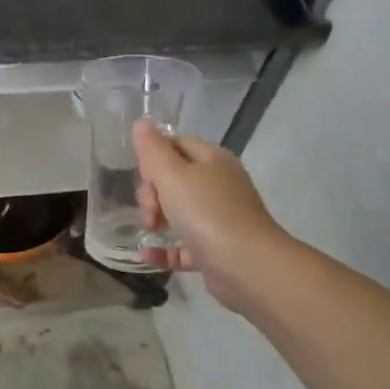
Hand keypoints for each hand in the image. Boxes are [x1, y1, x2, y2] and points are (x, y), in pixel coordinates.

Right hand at [132, 121, 284, 307]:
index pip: (175, 145)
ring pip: (178, 212)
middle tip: (150, 211)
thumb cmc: (207, 213)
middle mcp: (218, 185)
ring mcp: (219, 219)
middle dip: (152, 193)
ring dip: (157, 220)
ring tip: (149, 231)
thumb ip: (153, 149)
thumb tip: (142, 122)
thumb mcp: (172, 174)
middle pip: (173, 179)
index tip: (143, 177)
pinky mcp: (216, 250)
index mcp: (212, 160)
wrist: (248, 266)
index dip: (153, 158)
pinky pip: (183, 245)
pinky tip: (145, 255)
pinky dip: (164, 249)